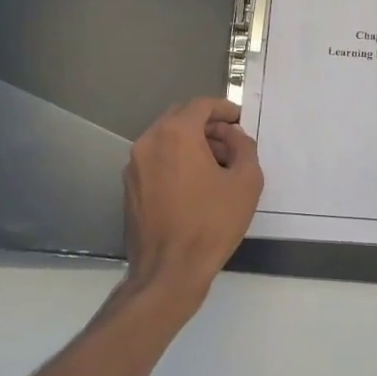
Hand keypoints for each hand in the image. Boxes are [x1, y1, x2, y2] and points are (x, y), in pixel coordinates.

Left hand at [123, 97, 263, 298]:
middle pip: (180, 118)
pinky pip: (156, 160)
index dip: (224, 108)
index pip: (200, 105)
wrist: (169, 270)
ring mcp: (134, 165)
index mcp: (175, 134)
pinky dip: (176, 160)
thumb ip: (245, 148)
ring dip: (191, 143)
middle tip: (231, 141)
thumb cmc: (212, 224)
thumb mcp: (246, 182)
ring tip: (217, 165)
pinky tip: (195, 184)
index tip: (239, 120)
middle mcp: (148, 142)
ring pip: (166, 139)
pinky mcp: (129, 187)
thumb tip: (234, 137)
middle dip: (207, 124)